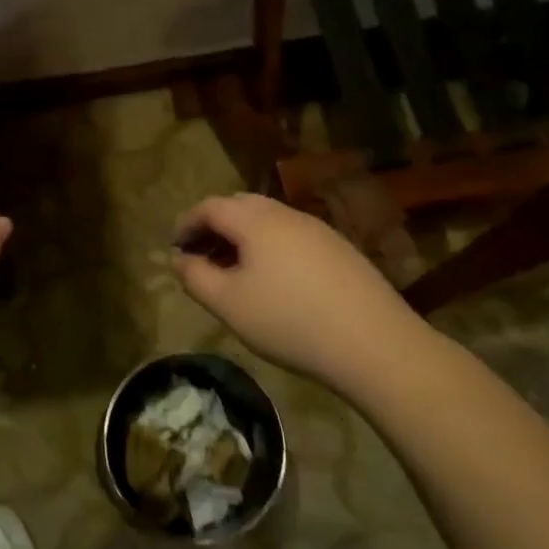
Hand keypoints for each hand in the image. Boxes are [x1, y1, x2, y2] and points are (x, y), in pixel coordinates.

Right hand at [172, 192, 428, 390]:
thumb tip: (179, 258)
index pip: (210, 206)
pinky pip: (292, 237)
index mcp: (255, 220)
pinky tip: (274, 282)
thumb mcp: (228, 303)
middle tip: (201, 257)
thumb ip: (195, 277)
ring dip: (243, 238)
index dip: (186, 224)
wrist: (373, 342)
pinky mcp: (339, 249)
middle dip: (214, 227)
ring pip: (268, 221)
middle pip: (240, 206)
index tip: (175, 247)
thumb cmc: (288, 320)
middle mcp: (286, 214)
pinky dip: (270, 248)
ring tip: (234, 272)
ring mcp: (318, 230)